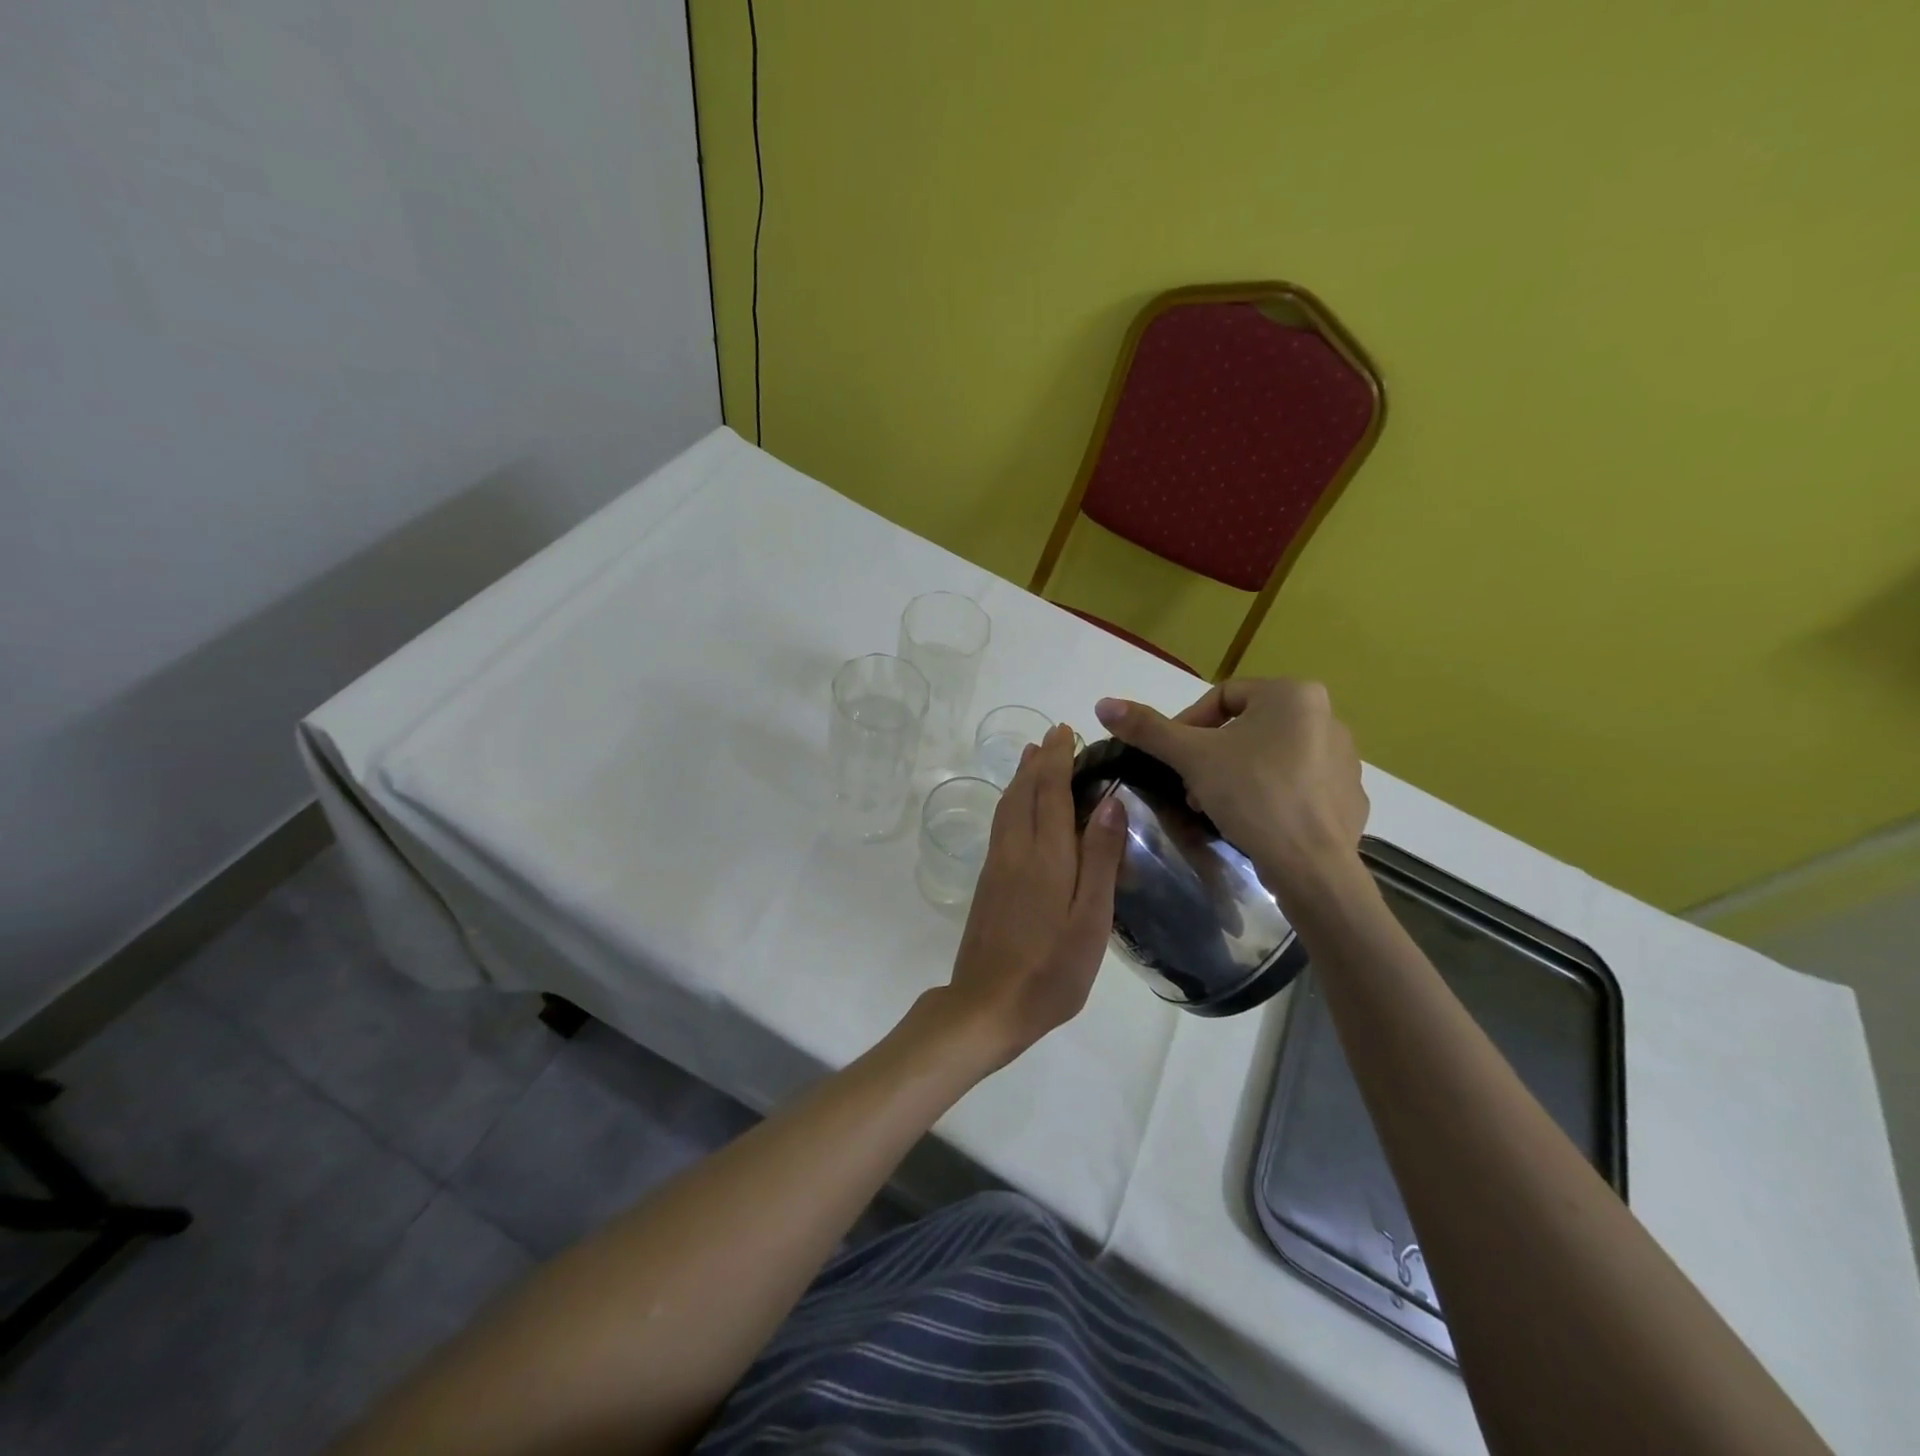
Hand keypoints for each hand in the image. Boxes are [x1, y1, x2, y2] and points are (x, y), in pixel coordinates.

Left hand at [938, 724, 1126, 1068]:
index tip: (1064, 730)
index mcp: (1046, 856)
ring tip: (1031, 757)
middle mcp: (1016, 850)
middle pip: (1024, 792)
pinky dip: (1011, 801)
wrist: (988, 1005)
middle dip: (1038, 760)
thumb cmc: (1051, 969)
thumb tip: (1111, 801)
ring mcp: (997, 866)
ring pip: (1007, 807)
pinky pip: (1001, 825)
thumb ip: (1100, 859)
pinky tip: (1017, 807)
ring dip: (1020, 777)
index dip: (1057, 759)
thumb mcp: (1091, 920)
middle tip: (1052, 735)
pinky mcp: (987, 883)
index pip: (1051, 792)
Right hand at [1093, 678, 1367, 901]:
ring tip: (1217, 807)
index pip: (1223, 696)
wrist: (1312, 866)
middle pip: (1247, 727)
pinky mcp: (1349, 795)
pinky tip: (1255, 822)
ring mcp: (1345, 758)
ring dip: (1237, 775)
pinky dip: (1272, 796)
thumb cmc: (1252, 795)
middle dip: (1212, 755)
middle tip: (1191, 787)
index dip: (1188, 725)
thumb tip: (1103, 704)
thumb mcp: (1191, 757)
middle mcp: (1327, 716)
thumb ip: (1148, 728)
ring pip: (1272, 756)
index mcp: (1293, 694)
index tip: (1173, 759)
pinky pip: (1299, 785)